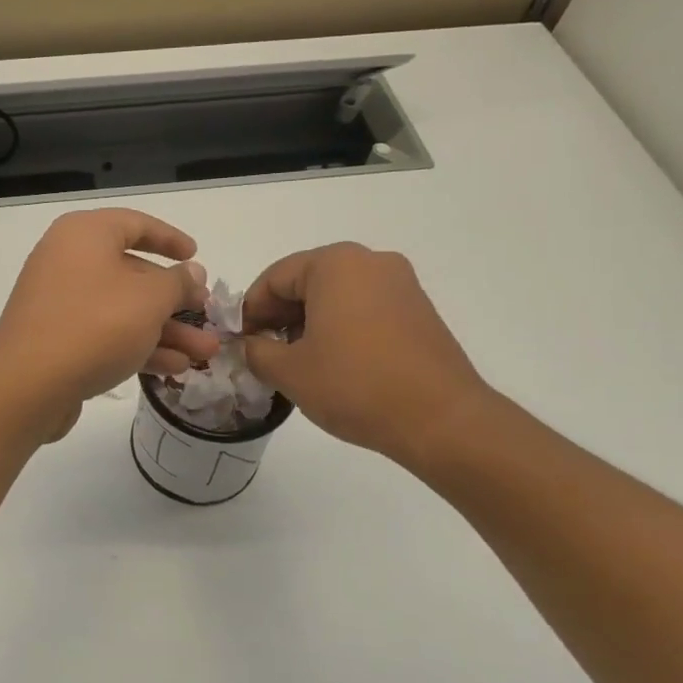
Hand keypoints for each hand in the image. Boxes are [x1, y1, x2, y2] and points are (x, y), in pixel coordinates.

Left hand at [0, 210, 218, 419]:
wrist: (28, 383)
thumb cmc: (95, 324)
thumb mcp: (150, 299)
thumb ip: (177, 282)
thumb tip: (192, 271)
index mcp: (85, 234)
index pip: (135, 224)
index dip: (170, 238)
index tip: (196, 254)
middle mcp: (68, 261)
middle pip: (132, 272)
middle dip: (175, 300)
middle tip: (207, 316)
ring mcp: (60, 302)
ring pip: (123, 309)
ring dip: (165, 330)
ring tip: (204, 353)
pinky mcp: (57, 339)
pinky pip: (105, 334)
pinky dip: (138, 346)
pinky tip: (174, 368)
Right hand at [242, 244, 494, 471]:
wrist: (441, 420)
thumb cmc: (355, 386)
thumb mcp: (289, 371)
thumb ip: (256, 351)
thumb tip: (250, 345)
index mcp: (335, 264)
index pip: (274, 278)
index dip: (250, 311)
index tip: (241, 344)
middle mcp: (370, 262)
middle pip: (306, 281)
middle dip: (280, 316)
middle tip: (266, 354)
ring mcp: (401, 284)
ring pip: (336, 295)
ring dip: (309, 323)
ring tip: (299, 363)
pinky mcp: (419, 310)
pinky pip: (364, 308)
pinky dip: (341, 327)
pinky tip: (335, 364)